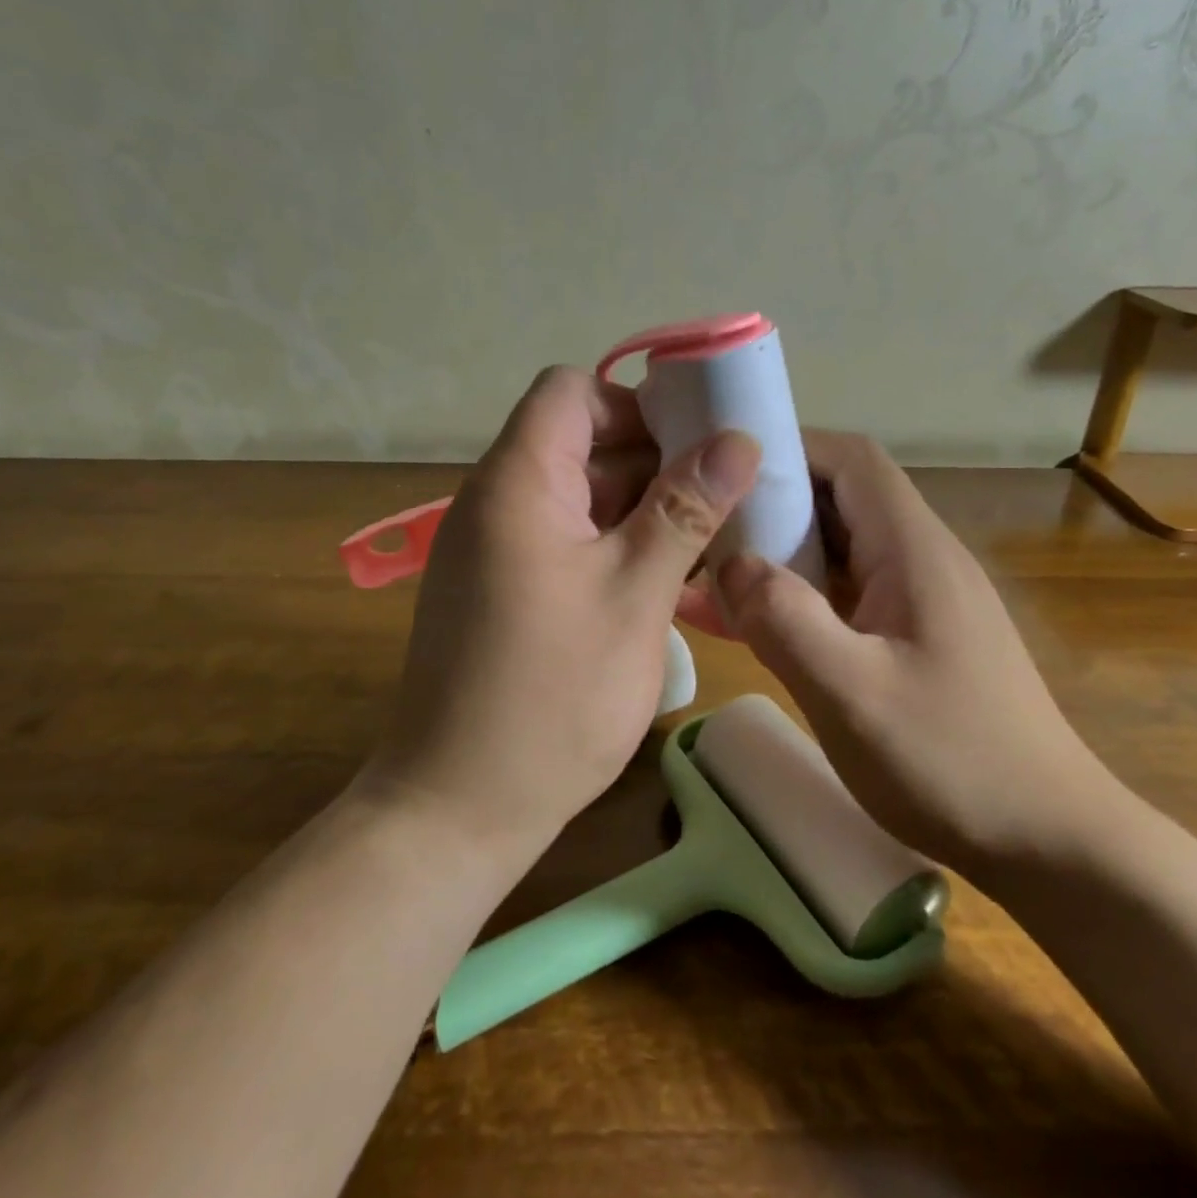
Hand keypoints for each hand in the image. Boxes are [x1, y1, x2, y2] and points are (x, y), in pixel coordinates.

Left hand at [371, 366, 760, 856]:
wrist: (458, 806)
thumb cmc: (552, 697)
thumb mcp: (634, 595)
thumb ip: (686, 509)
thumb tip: (738, 439)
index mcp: (518, 483)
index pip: (570, 392)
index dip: (635, 405)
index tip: (695, 448)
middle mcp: (496, 503)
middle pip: (578, 443)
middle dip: (652, 461)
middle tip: (722, 500)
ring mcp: (493, 550)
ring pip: (576, 497)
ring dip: (638, 510)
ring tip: (705, 544)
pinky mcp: (500, 591)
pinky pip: (562, 542)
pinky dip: (611, 547)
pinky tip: (660, 583)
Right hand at [715, 432, 1120, 870]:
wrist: (1047, 838)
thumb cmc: (952, 761)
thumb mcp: (852, 693)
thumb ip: (785, 620)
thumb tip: (731, 564)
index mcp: (914, 551)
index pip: (852, 461)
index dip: (790, 448)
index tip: (724, 469)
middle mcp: (921, 560)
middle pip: (841, 500)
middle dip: (771, 505)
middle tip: (703, 526)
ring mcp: (920, 601)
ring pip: (839, 551)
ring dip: (779, 556)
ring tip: (712, 574)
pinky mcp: (915, 637)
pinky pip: (847, 596)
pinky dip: (800, 599)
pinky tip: (753, 625)